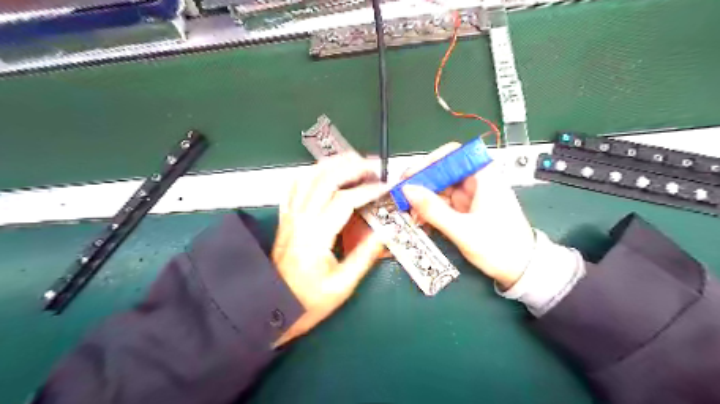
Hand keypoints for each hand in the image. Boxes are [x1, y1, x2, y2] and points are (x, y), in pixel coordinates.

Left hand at [269, 153, 384, 343]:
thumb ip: (364, 256)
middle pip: (324, 179)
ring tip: (353, 162)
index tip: (385, 188)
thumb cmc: (308, 301)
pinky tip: (324, 172)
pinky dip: (311, 173)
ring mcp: (290, 216)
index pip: (344, 201)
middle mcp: (300, 220)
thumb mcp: (342, 286)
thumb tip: (385, 231)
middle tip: (372, 167)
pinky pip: (294, 186)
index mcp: (315, 237)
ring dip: (331, 164)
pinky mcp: (286, 218)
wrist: (272, 308)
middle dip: (351, 167)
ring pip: (307, 177)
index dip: (367, 190)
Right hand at [402, 141, 537, 286]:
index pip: (452, 154)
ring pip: (439, 188)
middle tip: (402, 196)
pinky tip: (421, 220)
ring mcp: (470, 195)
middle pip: (442, 171)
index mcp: (483, 176)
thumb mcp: (463, 230)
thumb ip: (433, 210)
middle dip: (421, 184)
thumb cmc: (500, 247)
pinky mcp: (465, 208)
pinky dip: (430, 210)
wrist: (521, 269)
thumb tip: (408, 190)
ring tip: (410, 213)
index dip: (428, 162)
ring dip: (422, 200)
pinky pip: (442, 203)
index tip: (410, 176)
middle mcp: (476, 181)